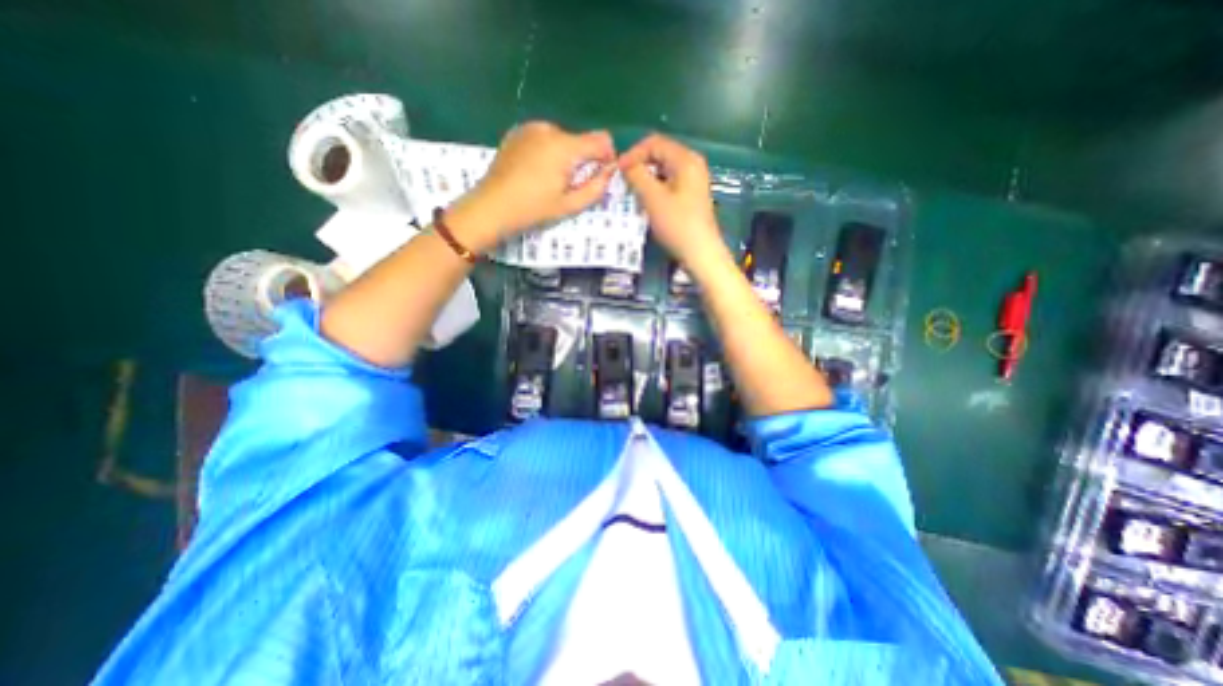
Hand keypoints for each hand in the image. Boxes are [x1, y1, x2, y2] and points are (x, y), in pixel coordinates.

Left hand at [448, 121, 617, 251]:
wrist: (492, 206)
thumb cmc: (533, 209)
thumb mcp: (569, 205)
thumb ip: (596, 188)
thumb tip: (610, 172)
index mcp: (564, 146)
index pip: (601, 140)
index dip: (607, 156)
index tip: (601, 175)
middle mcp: (549, 129)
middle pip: (580, 140)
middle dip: (582, 160)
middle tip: (569, 185)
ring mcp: (530, 128)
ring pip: (562, 139)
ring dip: (564, 156)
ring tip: (550, 180)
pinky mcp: (517, 132)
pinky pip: (543, 138)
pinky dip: (547, 152)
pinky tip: (535, 172)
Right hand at [622, 134, 724, 267]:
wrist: (700, 253)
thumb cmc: (677, 225)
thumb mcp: (653, 198)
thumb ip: (637, 176)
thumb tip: (625, 164)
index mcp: (686, 159)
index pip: (654, 143)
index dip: (633, 153)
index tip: (618, 171)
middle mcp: (692, 164)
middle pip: (660, 154)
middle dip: (639, 165)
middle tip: (623, 181)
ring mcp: (693, 180)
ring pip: (663, 169)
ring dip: (646, 177)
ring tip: (632, 191)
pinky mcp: (691, 195)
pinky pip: (669, 182)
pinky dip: (655, 187)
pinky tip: (647, 200)